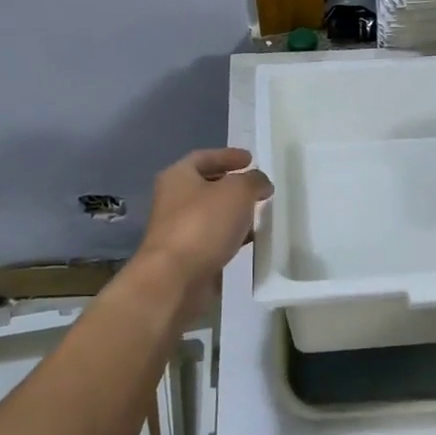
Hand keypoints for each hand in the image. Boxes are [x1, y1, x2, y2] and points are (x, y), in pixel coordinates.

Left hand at [132, 147, 272, 321]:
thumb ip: (254, 181)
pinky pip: (214, 239)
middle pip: (207, 186)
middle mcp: (174, 200)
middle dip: (233, 185)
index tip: (251, 159)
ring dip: (235, 213)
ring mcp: (179, 229)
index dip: (228, 156)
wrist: (175, 279)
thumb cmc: (203, 224)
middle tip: (258, 187)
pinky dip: (232, 236)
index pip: (204, 157)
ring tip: (260, 213)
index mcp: (178, 176)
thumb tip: (261, 183)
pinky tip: (251, 240)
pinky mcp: (188, 256)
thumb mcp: (237, 191)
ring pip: (212, 214)